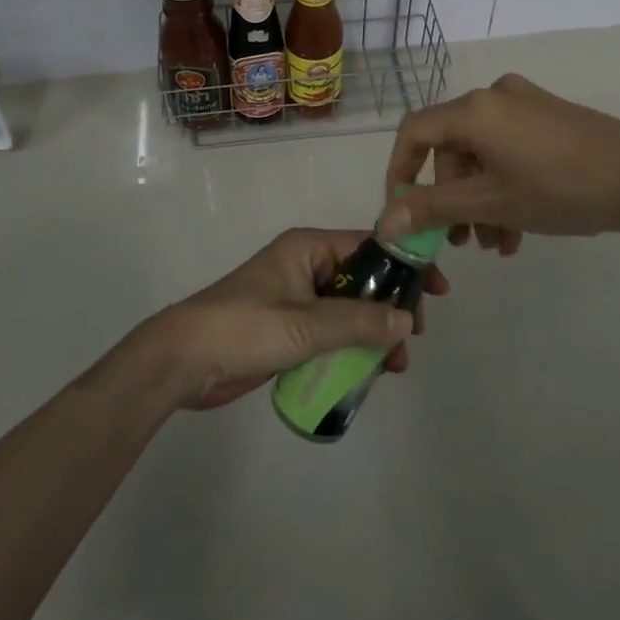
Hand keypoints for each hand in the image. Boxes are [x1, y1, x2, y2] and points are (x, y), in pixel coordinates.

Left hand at [130, 228, 449, 411]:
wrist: (182, 361)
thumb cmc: (243, 327)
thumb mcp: (304, 325)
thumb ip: (357, 322)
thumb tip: (406, 319)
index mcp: (308, 248)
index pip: (369, 246)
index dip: (404, 265)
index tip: (436, 290)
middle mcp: (306, 266)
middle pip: (363, 280)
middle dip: (391, 307)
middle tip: (414, 338)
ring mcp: (297, 299)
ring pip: (350, 310)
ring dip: (374, 334)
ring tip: (394, 367)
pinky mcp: (288, 329)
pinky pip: (332, 332)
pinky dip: (352, 348)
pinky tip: (368, 373)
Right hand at [381, 73, 619, 252]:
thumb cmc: (559, 189)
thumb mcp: (491, 203)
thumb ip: (433, 208)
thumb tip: (384, 221)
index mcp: (473, 110)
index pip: (414, 132)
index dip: (400, 171)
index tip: (403, 212)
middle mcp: (493, 96)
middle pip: (451, 147)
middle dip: (452, 198)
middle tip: (462, 242)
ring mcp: (524, 103)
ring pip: (482, 152)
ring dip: (481, 199)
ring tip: (496, 243)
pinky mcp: (549, 115)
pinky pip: (508, 147)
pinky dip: (504, 183)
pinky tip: (518, 227)